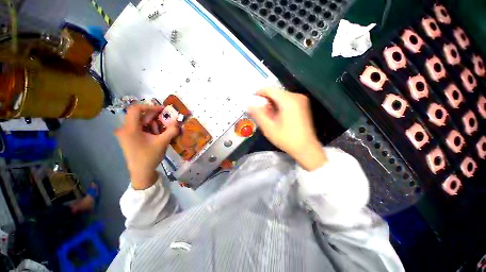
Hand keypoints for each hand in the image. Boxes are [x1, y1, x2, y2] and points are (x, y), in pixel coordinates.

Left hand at [115, 104, 178, 189]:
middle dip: (154, 118)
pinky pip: (139, 128)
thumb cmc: (149, 157)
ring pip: (140, 122)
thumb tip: (178, 121)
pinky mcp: (128, 138)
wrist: (141, 172)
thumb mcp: (163, 142)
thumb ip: (171, 130)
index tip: (162, 110)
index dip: (150, 106)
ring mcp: (125, 134)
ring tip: (161, 133)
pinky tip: (156, 136)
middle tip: (166, 122)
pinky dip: (149, 129)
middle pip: (140, 116)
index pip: (136, 109)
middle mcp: (124, 129)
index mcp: (130, 129)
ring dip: (153, 125)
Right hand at [248, 88, 326, 170]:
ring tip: (267, 115)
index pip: (270, 90)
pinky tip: (276, 116)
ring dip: (272, 104)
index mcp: (288, 100)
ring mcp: (301, 100)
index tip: (252, 98)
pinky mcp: (303, 106)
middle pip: (276, 93)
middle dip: (266, 101)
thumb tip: (250, 105)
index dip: (259, 92)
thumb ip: (258, 115)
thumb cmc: (286, 139)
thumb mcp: (269, 128)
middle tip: (259, 111)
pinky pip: (287, 101)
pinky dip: (279, 106)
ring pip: (281, 97)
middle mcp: (296, 96)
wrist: (306, 148)